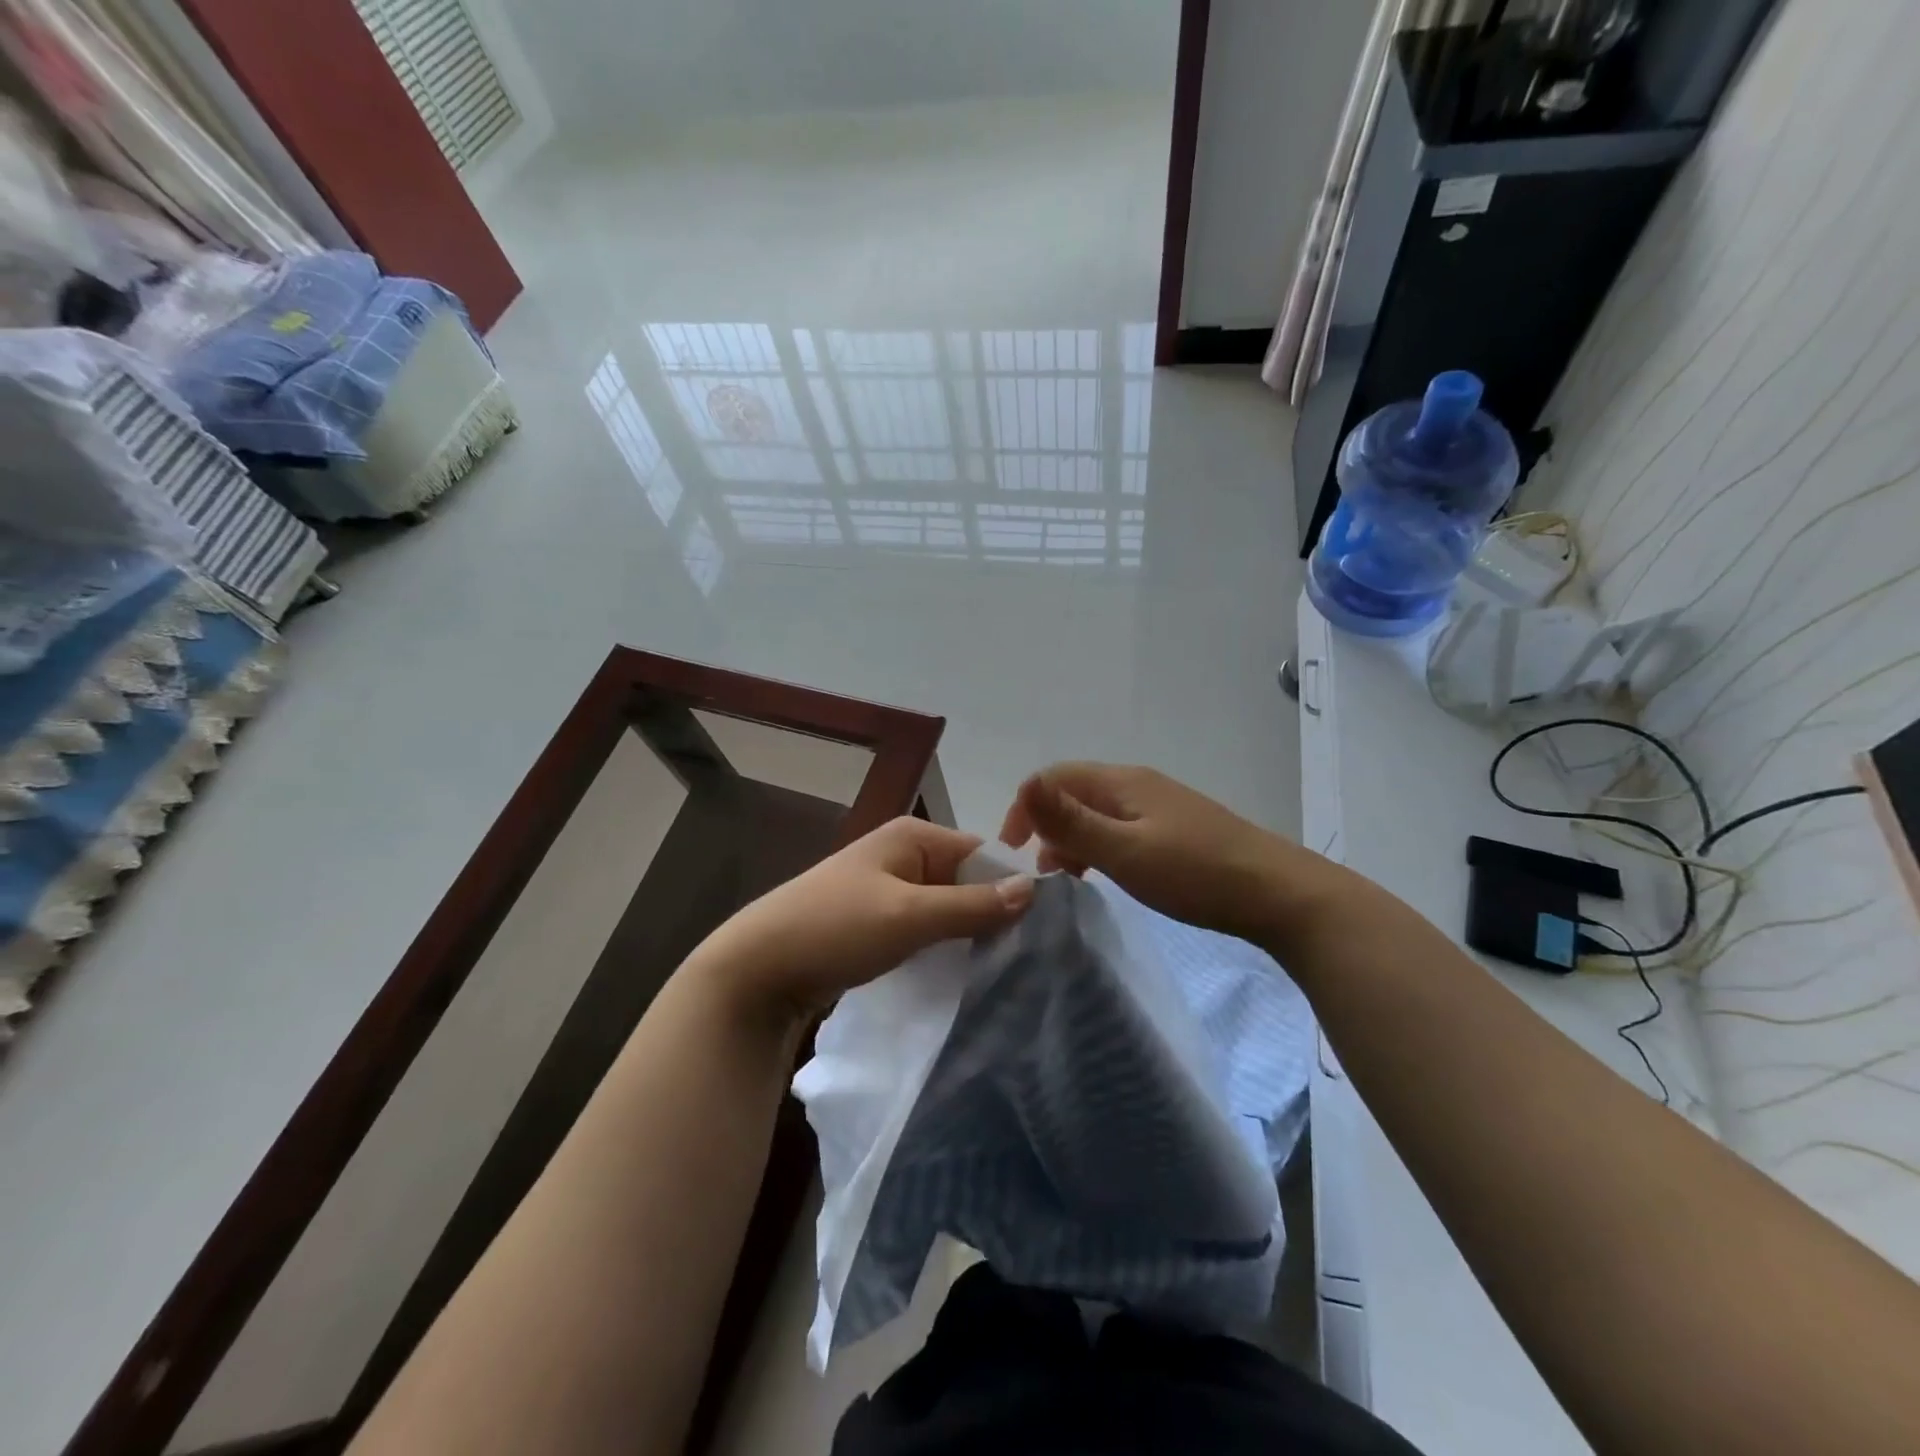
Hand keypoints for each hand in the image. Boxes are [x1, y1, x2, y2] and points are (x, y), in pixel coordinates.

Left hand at [698, 816, 1033, 1020]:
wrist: (758, 969)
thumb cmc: (836, 928)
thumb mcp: (910, 916)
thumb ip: (972, 904)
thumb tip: (1034, 889)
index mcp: (913, 836)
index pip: (983, 853)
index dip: (1012, 886)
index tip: (1044, 930)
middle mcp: (903, 854)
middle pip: (966, 880)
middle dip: (991, 914)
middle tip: (1026, 957)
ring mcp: (887, 888)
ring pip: (946, 907)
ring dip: (967, 934)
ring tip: (1001, 969)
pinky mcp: (876, 921)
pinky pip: (923, 927)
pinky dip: (941, 946)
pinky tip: (961, 973)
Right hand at [999, 762, 1301, 943]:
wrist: (1277, 894)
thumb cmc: (1193, 873)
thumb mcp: (1124, 850)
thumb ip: (1071, 821)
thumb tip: (1024, 785)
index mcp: (1121, 782)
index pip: (1054, 777)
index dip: (1025, 806)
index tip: (1013, 850)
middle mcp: (1137, 785)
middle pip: (1075, 792)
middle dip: (1046, 824)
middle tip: (1039, 869)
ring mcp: (1160, 806)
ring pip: (1098, 813)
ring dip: (1072, 838)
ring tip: (1065, 876)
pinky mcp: (1176, 830)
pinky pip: (1121, 829)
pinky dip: (1100, 847)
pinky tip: (1105, 875)